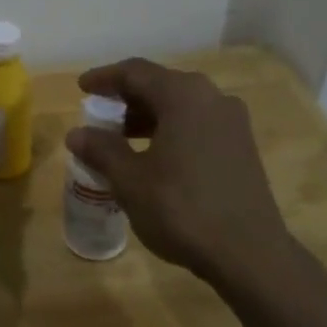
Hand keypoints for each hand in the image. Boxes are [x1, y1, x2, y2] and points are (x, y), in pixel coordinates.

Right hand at [65, 58, 294, 284]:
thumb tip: (76, 134)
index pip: (135, 72)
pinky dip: (171, 130)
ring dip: (149, 116)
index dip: (105, 78)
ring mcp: (232, 122)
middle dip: (127, 98)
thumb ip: (102, 150)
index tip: (82, 88)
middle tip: (100, 114)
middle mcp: (211, 98)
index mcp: (183, 95)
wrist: (250, 254)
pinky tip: (155, 157)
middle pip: (160, 85)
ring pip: (181, 106)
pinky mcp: (242, 147)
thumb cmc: (182, 209)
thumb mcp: (131, 181)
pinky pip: (198, 124)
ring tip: (121, 139)